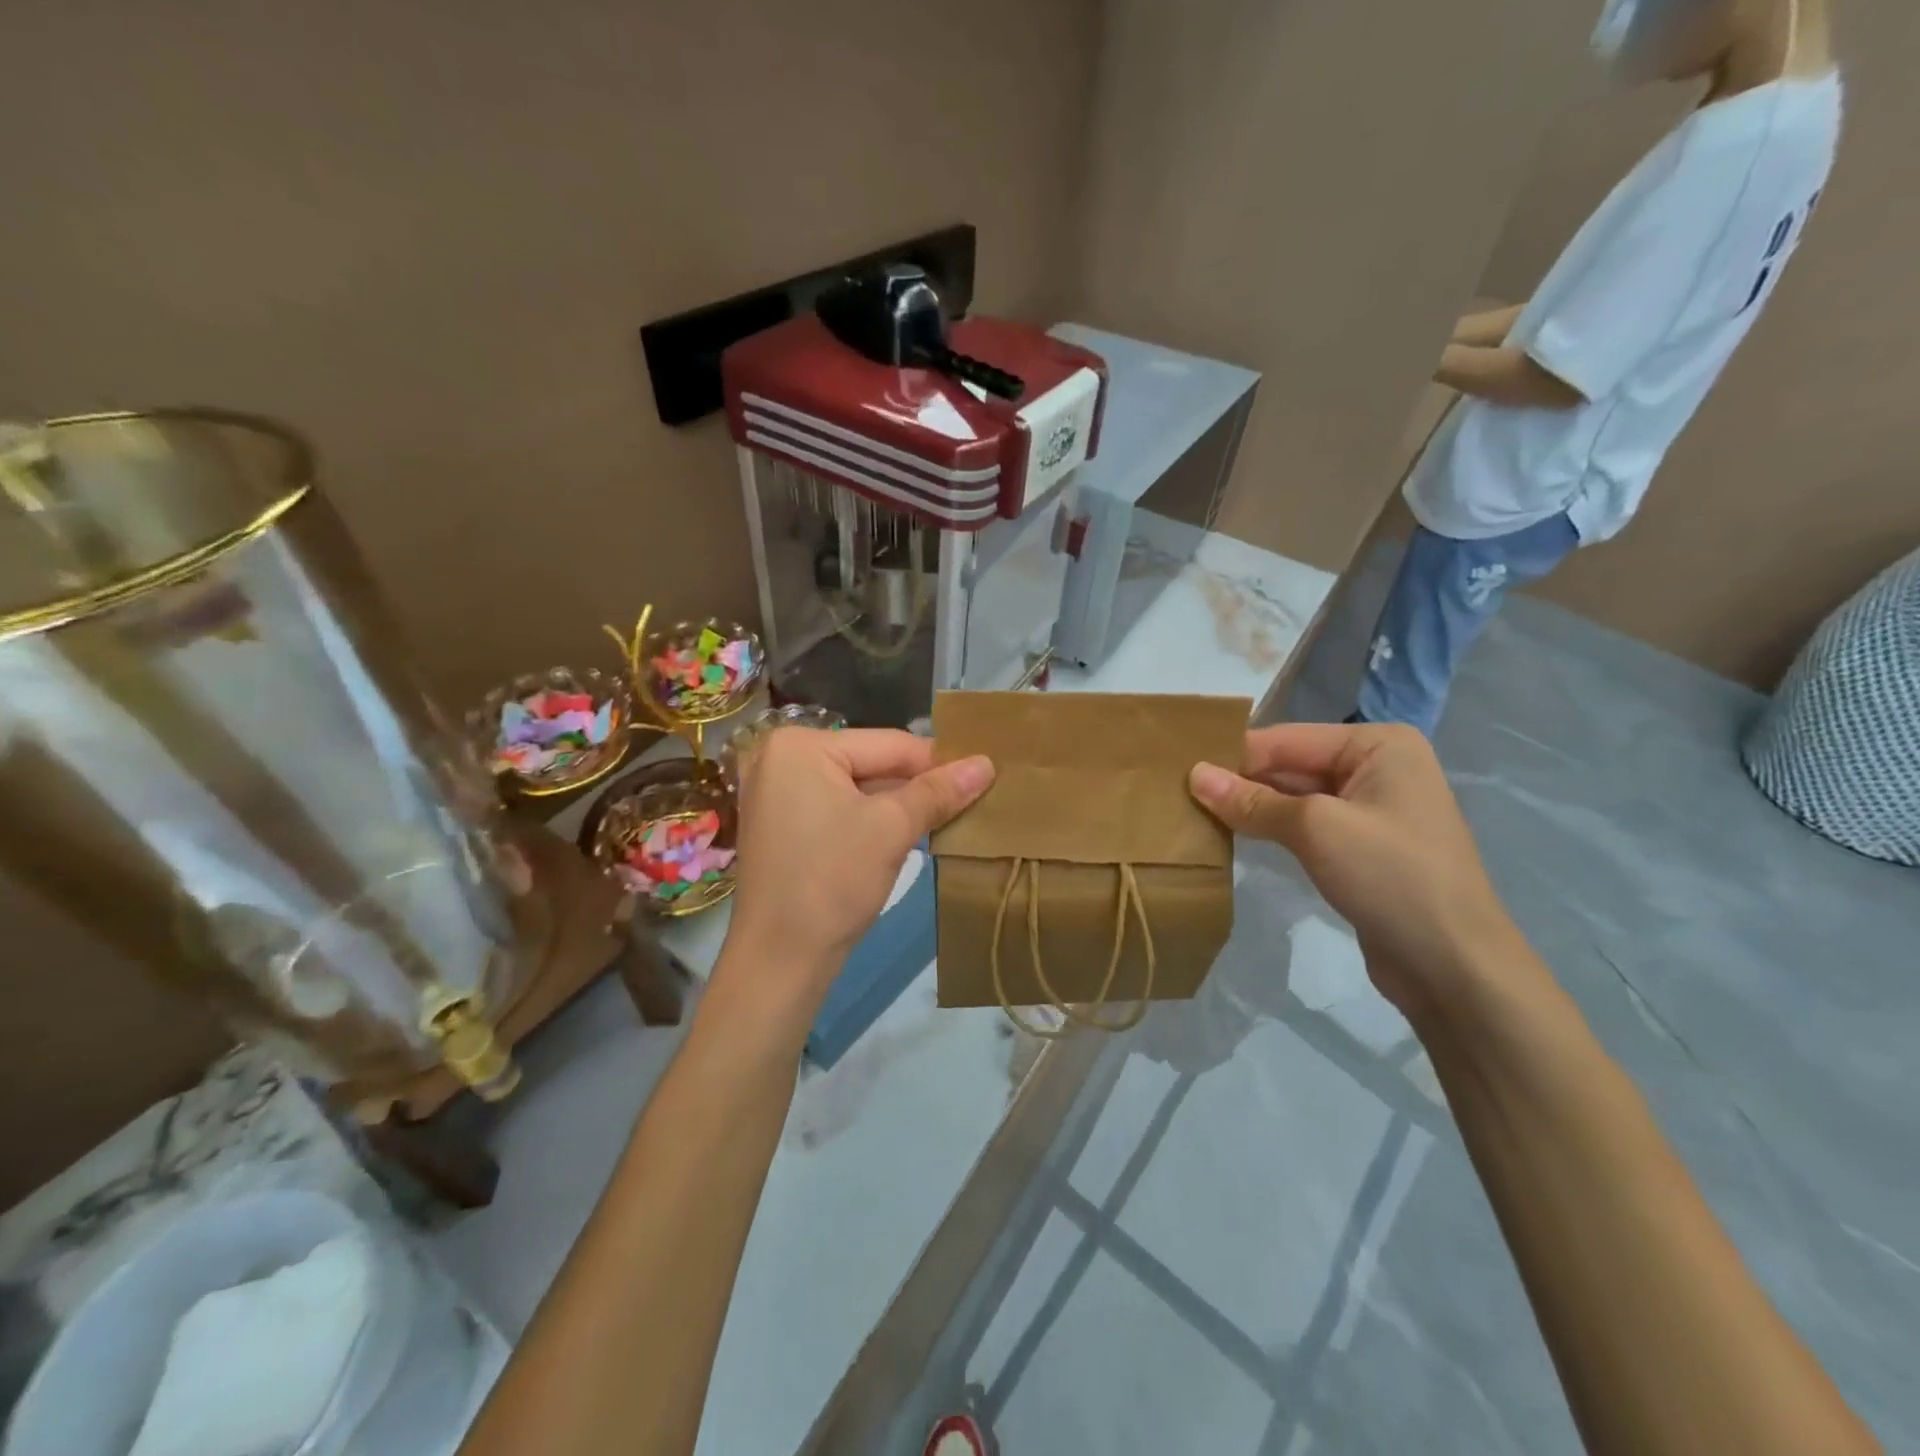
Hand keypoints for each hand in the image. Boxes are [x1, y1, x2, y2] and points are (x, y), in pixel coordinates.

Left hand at [722, 728, 993, 1016]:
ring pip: (858, 788)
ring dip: (900, 804)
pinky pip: (839, 808)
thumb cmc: (832, 881)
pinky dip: (873, 819)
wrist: (779, 960)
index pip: (889, 744)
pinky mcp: (782, 825)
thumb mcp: (892, 829)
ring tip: (952, 814)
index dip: (940, 761)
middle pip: (872, 763)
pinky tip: (910, 831)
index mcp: (800, 744)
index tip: (986, 773)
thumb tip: (986, 763)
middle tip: (974, 796)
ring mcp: (777, 793)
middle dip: (919, 785)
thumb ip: (938, 792)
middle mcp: (781, 758)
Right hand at [1189, 722, 1529, 1021]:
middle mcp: (1376, 766)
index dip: (1232, 755)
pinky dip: (1269, 829)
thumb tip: (1193, 775)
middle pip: (1289, 765)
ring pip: (1293, 797)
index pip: (1286, 739)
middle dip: (1238, 780)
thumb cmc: (1391, 877)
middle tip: (1176, 793)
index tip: (1175, 768)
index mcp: (1378, 744)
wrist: (1454, 966)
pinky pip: (1304, 826)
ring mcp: (1370, 809)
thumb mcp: (1316, 829)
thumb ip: (1252, 800)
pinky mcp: (1360, 847)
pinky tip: (1230, 836)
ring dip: (1249, 807)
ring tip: (1192, 812)